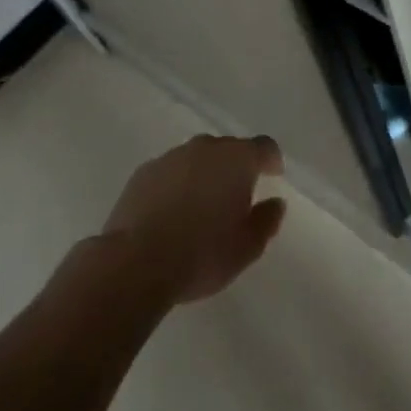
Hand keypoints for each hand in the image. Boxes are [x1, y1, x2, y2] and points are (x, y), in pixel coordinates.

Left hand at [101, 134, 286, 304]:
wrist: (135, 263)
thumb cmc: (201, 254)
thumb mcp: (247, 248)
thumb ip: (267, 221)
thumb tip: (275, 203)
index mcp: (238, 159)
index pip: (264, 147)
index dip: (271, 160)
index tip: (273, 175)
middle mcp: (206, 148)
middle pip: (229, 149)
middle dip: (236, 168)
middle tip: (236, 197)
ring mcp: (172, 157)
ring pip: (197, 159)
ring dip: (204, 175)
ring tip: (201, 207)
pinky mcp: (143, 172)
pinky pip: (170, 172)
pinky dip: (177, 185)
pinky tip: (171, 213)